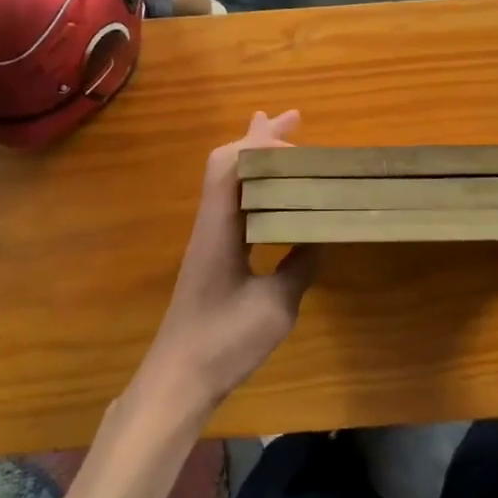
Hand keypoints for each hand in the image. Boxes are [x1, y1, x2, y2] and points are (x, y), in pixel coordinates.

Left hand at [129, 111, 318, 426]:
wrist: (178, 379)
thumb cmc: (224, 341)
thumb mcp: (276, 305)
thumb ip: (300, 266)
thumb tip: (319, 238)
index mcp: (220, 227)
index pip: (232, 165)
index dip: (261, 142)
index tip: (296, 134)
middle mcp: (211, 224)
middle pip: (226, 164)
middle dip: (260, 138)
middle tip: (294, 118)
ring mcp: (209, 239)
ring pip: (228, 182)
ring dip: (256, 158)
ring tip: (284, 140)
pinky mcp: (213, 256)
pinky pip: (233, 204)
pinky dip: (255, 186)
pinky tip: (273, 195)